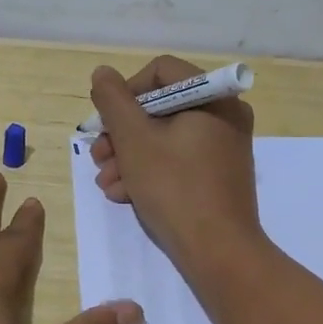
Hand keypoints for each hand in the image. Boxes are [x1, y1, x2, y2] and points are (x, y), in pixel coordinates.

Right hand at [89, 57, 261, 269]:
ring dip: (128, 157)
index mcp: (213, 97)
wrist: (218, 251)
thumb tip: (102, 73)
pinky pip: (178, 161)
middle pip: (160, 108)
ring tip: (106, 183)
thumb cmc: (175, 187)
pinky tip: (124, 195)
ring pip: (165, 138)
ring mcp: (223, 148)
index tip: (104, 122)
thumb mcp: (134, 140)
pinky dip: (149, 173)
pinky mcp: (217, 176)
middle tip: (98, 157)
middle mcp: (224, 116)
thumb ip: (113, 101)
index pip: (160, 72)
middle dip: (122, 134)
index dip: (125, 92)